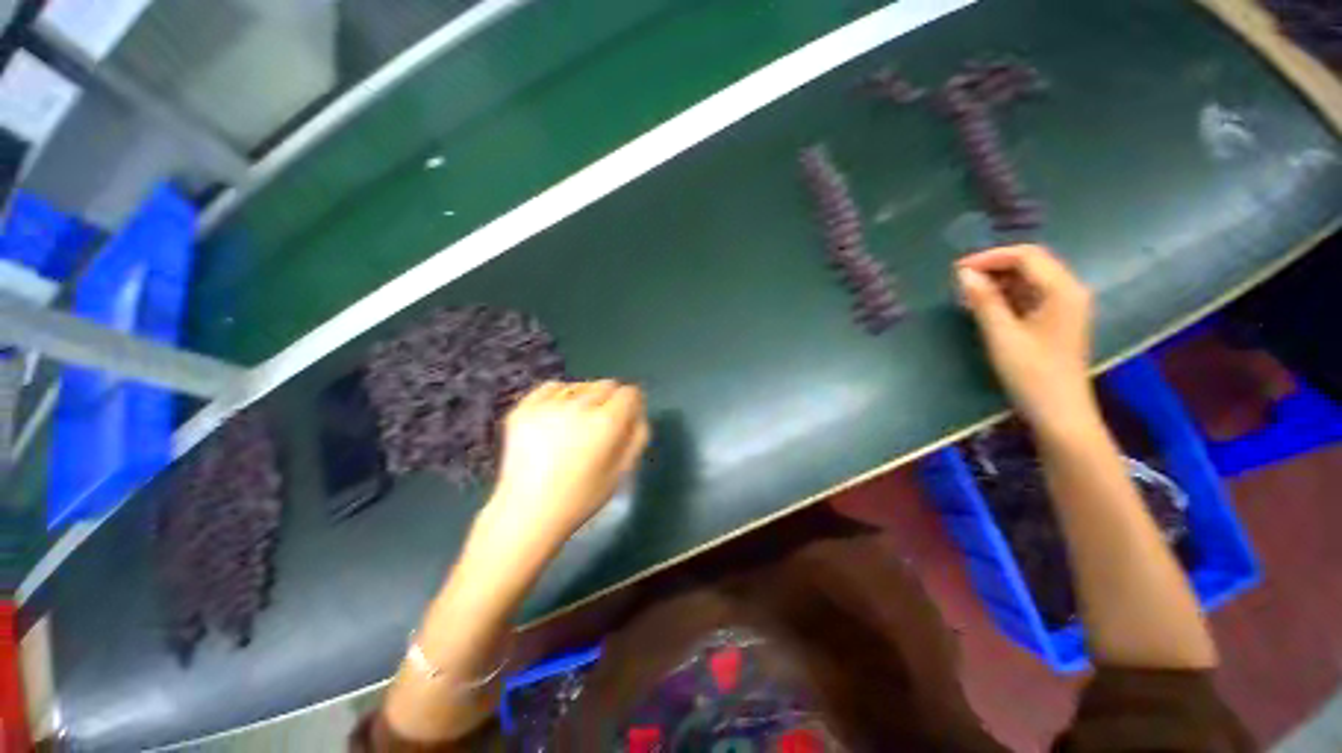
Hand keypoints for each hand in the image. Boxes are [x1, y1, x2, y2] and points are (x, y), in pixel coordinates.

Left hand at [480, 380, 649, 557]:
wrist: (527, 513)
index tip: (625, 418)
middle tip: (600, 425)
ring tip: (576, 425)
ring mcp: (547, 405)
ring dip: (585, 398)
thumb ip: (638, 434)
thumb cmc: (581, 498)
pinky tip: (557, 418)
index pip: (629, 393)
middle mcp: (578, 406)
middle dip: (610, 400)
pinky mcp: (523, 408)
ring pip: (580, 385)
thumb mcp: (623, 470)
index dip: (631, 404)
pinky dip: (559, 397)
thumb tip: (638, 409)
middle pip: (606, 385)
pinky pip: (552, 387)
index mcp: (605, 423)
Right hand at [956, 245, 1096, 435]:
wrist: (1059, 412)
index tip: (957, 269)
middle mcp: (1069, 291)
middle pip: (1032, 263)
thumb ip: (984, 300)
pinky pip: (1031, 295)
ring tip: (967, 293)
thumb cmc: (1031, 374)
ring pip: (1031, 279)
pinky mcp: (1057, 320)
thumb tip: (963, 274)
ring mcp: (1066, 306)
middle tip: (960, 280)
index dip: (990, 257)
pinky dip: (1007, 295)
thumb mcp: (1002, 335)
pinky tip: (985, 305)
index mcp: (1062, 290)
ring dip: (999, 281)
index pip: (1027, 256)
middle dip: (995, 266)